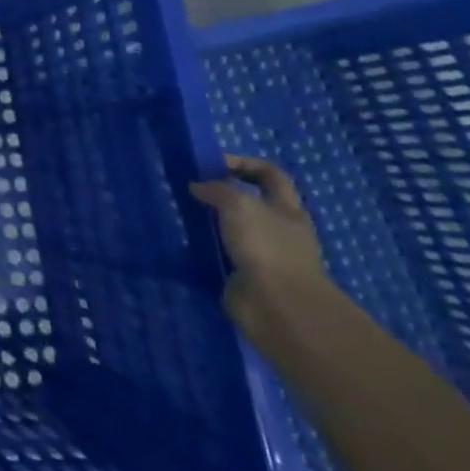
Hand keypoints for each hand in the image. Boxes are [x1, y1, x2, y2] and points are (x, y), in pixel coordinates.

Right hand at [190, 154, 334, 339]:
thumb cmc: (266, 247)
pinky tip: (184, 241)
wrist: (278, 307)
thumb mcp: (239, 205)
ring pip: (232, 227)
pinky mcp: (243, 275)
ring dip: (209, 220)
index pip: (269, 174)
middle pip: (249, 201)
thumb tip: (197, 187)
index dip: (243, 163)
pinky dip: (204, 247)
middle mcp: (278, 229)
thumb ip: (216, 190)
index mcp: (287, 209)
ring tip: (181, 213)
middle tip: (190, 188)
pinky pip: (220, 253)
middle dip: (220, 193)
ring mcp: (262, 254)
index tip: (211, 164)